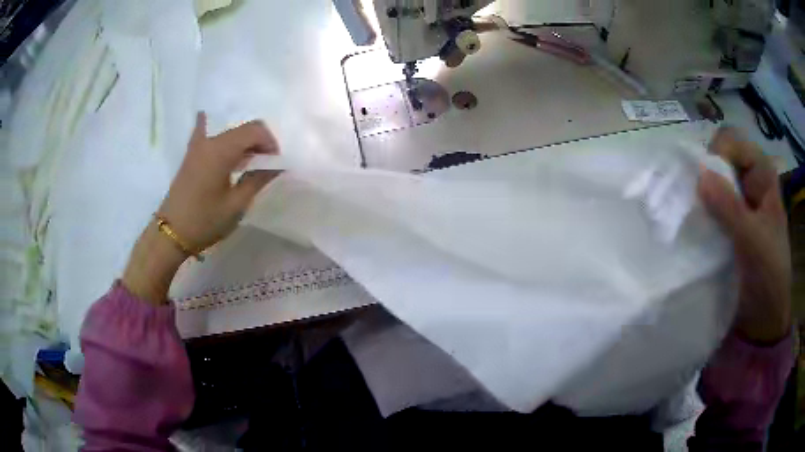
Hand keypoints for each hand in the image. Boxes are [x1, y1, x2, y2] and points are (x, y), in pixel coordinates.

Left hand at [122, 113, 280, 303]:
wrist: (172, 233)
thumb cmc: (205, 221)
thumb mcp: (236, 204)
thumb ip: (258, 179)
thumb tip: (277, 165)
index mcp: (222, 151)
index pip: (255, 130)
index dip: (270, 143)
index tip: (276, 164)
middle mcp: (210, 141)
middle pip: (243, 128)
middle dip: (260, 142)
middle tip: (266, 165)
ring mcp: (198, 146)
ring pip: (229, 132)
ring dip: (244, 142)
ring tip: (250, 162)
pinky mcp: (191, 155)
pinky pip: (203, 133)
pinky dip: (210, 126)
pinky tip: (206, 116)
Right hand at [698, 127, 790, 343]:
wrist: (764, 320)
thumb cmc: (768, 277)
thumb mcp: (753, 241)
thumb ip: (730, 208)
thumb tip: (698, 174)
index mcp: (763, 178)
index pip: (735, 144)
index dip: (719, 153)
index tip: (705, 180)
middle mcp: (750, 185)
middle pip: (722, 160)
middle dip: (706, 173)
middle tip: (696, 199)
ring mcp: (739, 207)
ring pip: (714, 185)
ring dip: (701, 195)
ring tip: (690, 213)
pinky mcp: (729, 228)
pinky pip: (711, 209)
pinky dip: (700, 213)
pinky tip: (693, 225)